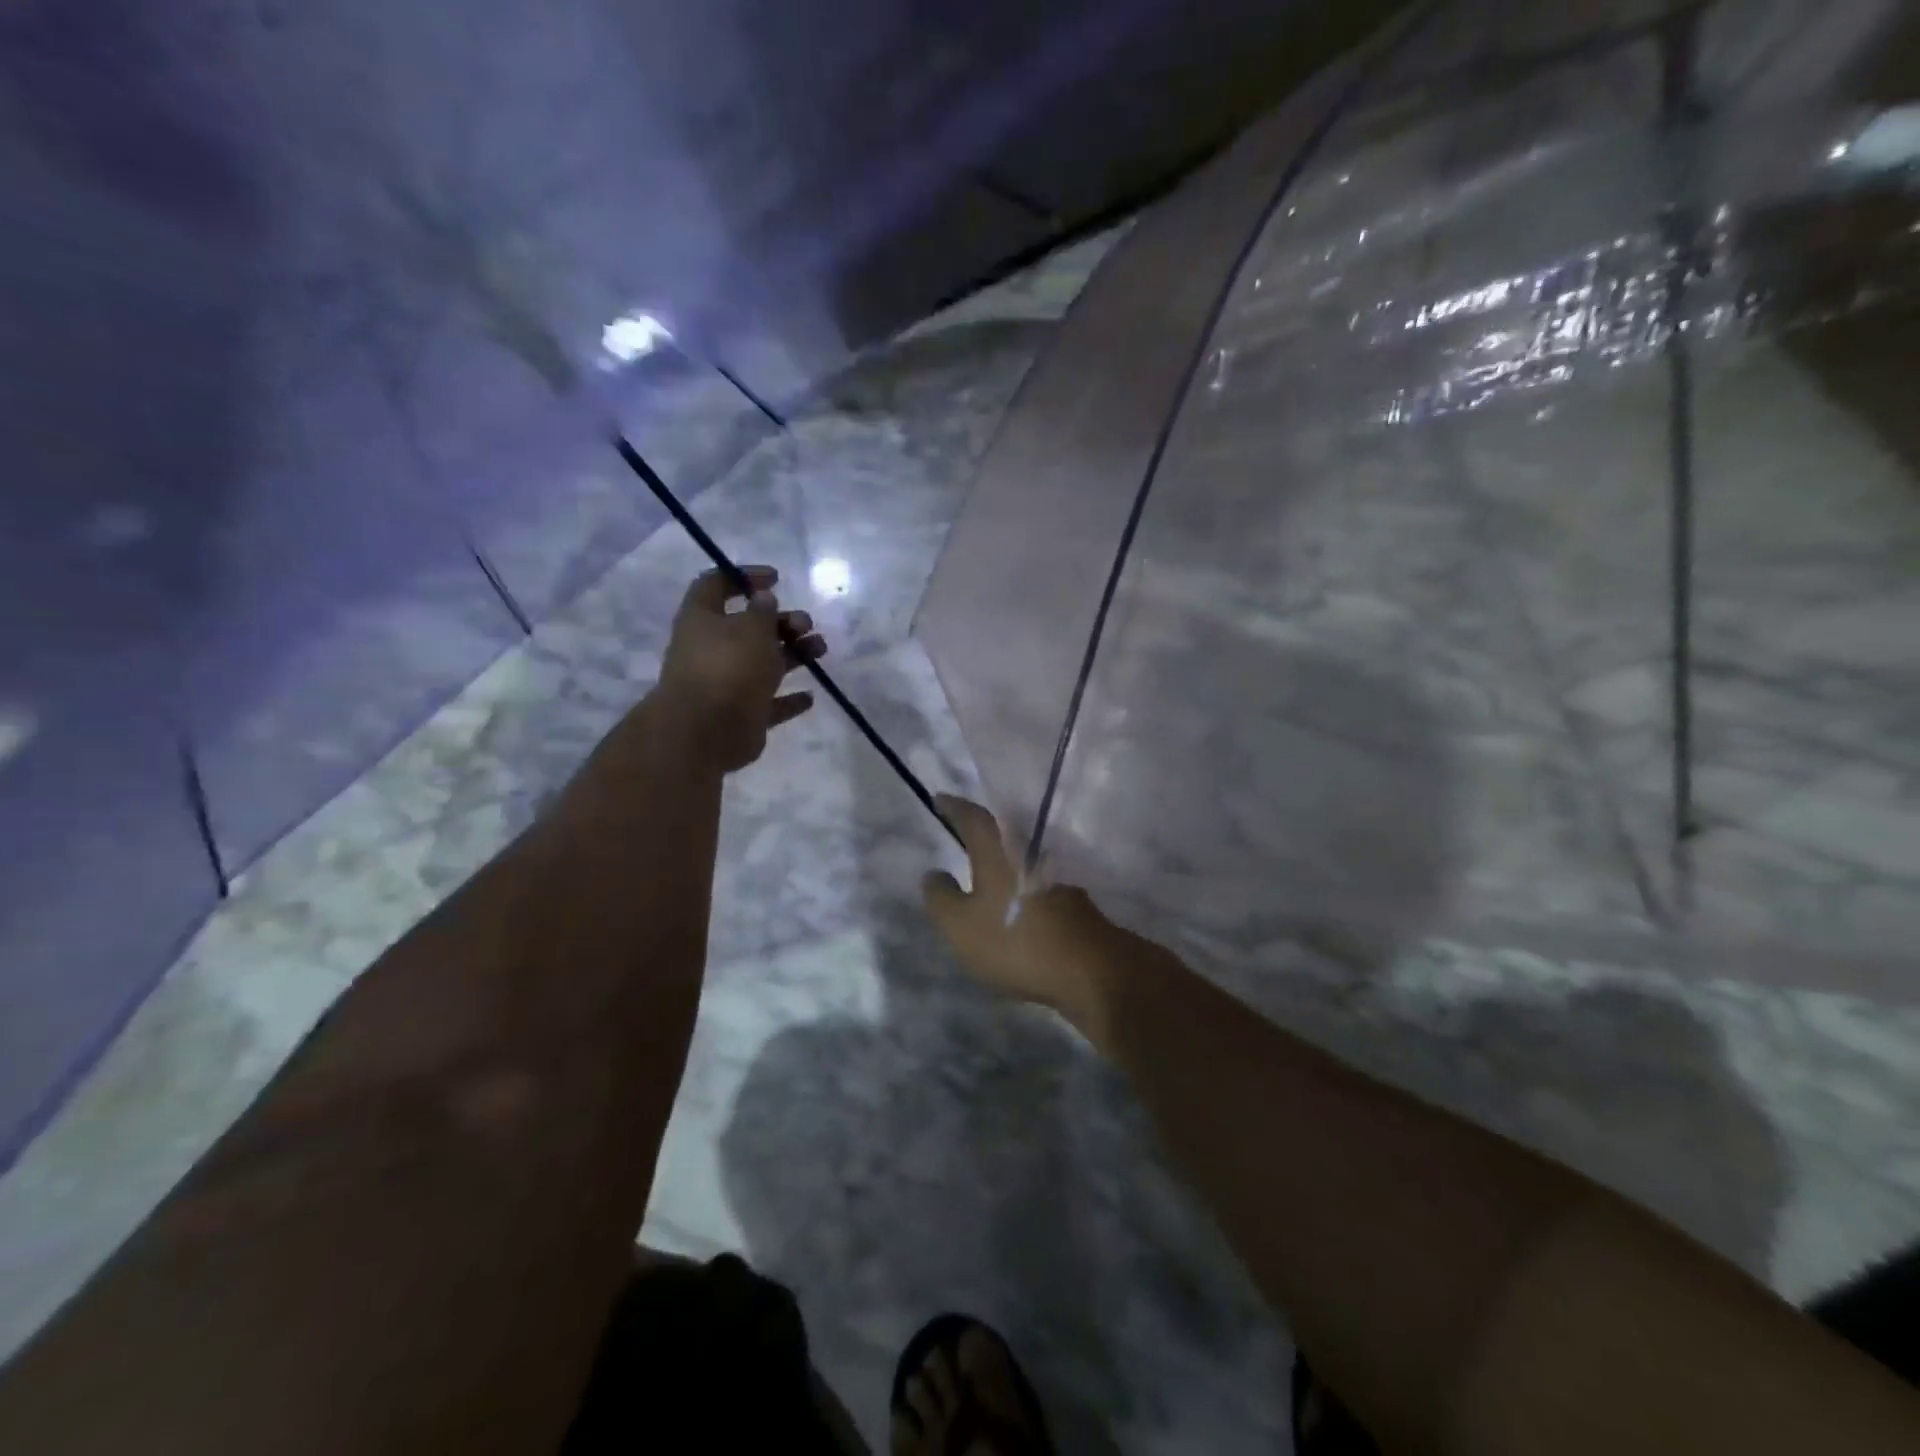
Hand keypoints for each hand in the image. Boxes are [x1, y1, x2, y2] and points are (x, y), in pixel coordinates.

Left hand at [654, 565, 824, 772]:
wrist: (706, 731)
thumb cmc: (727, 667)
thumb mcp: (751, 628)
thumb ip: (762, 611)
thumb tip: (764, 599)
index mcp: (703, 619)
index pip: (716, 585)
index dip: (744, 577)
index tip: (776, 579)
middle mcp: (712, 649)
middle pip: (749, 628)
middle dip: (782, 622)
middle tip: (806, 624)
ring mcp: (727, 684)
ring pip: (764, 663)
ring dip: (794, 654)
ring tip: (820, 649)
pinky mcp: (743, 715)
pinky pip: (770, 703)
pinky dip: (789, 699)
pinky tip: (809, 696)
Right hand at [922, 796, 1116, 1028]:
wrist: (1090, 968)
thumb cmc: (1015, 940)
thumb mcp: (961, 926)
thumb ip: (941, 898)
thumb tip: (933, 873)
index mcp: (998, 851)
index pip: (972, 817)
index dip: (954, 807)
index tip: (939, 799)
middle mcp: (1029, 851)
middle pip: (1002, 830)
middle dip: (981, 826)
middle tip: (962, 826)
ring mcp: (1056, 874)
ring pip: (1022, 854)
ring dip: (1004, 854)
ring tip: (987, 862)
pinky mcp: (1073, 897)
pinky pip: (1038, 878)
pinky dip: (1023, 880)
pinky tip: (1018, 896)